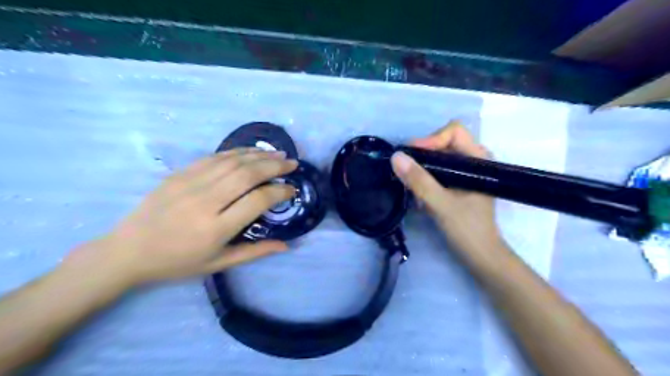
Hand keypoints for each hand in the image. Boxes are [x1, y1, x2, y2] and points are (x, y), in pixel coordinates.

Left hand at [70, 148, 296, 286]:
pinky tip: (251, 152)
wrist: (128, 251)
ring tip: (278, 155)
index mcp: (216, 228)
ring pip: (233, 162)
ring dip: (260, 155)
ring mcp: (190, 183)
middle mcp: (206, 201)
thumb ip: (255, 252)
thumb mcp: (219, 263)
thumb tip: (286, 245)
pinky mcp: (180, 174)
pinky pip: (214, 157)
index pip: (258, 200)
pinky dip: (237, 152)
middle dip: (275, 166)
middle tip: (292, 164)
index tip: (291, 190)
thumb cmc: (177, 262)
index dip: (280, 192)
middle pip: (248, 174)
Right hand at [388, 122, 502, 255]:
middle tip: (405, 171)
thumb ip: (419, 181)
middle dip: (422, 155)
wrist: (482, 257)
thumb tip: (395, 157)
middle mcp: (473, 161)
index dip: (431, 140)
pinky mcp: (457, 186)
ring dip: (421, 169)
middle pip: (443, 143)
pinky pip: (437, 173)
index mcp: (479, 159)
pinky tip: (417, 196)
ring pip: (438, 159)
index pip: (453, 132)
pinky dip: (424, 180)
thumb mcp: (441, 204)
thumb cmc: (468, 230)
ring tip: (409, 185)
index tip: (412, 157)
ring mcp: (465, 174)